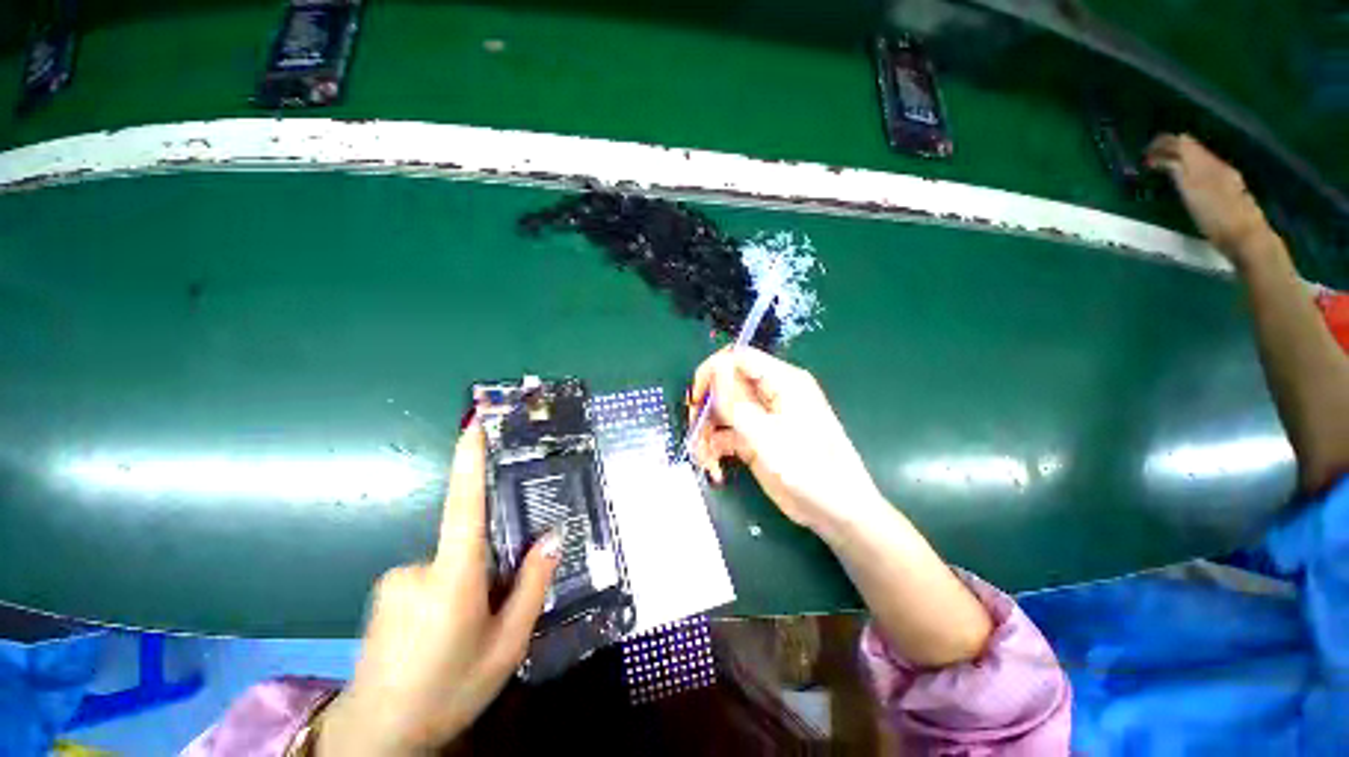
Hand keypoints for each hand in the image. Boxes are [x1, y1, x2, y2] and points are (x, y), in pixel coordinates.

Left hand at [317, 419, 561, 756]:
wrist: (377, 737)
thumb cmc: (448, 690)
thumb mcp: (506, 645)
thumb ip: (532, 586)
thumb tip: (553, 537)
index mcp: (454, 577)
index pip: (465, 505)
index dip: (469, 462)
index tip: (475, 424)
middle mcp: (420, 567)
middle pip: (469, 544)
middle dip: (488, 567)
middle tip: (493, 610)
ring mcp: (396, 578)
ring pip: (450, 564)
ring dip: (466, 586)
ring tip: (464, 633)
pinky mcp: (384, 591)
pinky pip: (429, 578)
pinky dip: (444, 594)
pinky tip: (440, 634)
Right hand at [689, 347, 884, 537]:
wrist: (835, 511)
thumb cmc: (809, 469)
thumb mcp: (766, 436)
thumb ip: (736, 403)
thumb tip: (714, 367)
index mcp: (782, 381)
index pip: (738, 358)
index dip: (713, 371)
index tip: (697, 398)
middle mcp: (770, 394)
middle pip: (726, 385)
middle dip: (707, 407)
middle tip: (695, 430)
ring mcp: (762, 417)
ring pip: (723, 411)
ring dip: (707, 432)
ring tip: (703, 457)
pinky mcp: (756, 439)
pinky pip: (727, 433)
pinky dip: (716, 447)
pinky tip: (714, 467)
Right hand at [1145, 133, 1272, 261]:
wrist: (1246, 237)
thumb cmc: (1216, 218)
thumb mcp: (1192, 194)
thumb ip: (1179, 173)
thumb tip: (1165, 158)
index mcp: (1206, 164)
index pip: (1183, 144)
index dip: (1164, 144)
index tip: (1146, 150)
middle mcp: (1217, 165)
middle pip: (1192, 150)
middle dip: (1172, 150)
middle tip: (1152, 157)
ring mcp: (1225, 178)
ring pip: (1199, 160)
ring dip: (1181, 160)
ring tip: (1165, 166)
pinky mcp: (1228, 191)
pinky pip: (1205, 172)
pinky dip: (1191, 170)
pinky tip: (1187, 178)